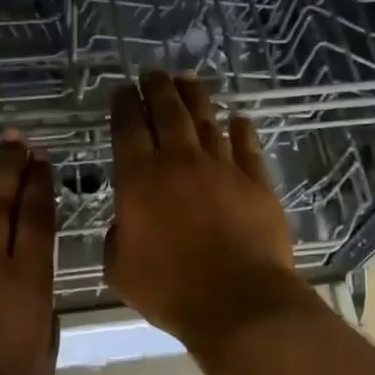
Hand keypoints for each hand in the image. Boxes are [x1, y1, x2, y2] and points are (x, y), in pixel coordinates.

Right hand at [106, 72, 313, 358]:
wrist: (238, 302)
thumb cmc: (170, 289)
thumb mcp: (120, 269)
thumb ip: (117, 237)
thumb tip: (127, 222)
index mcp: (139, 179)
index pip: (128, 128)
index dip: (124, 105)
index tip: (122, 90)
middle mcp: (179, 162)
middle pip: (168, 112)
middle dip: (158, 88)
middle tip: (153, 73)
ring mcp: (222, 169)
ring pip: (206, 121)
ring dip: (196, 97)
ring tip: (188, 80)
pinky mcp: (256, 183)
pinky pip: (247, 147)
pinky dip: (240, 130)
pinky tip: (238, 120)